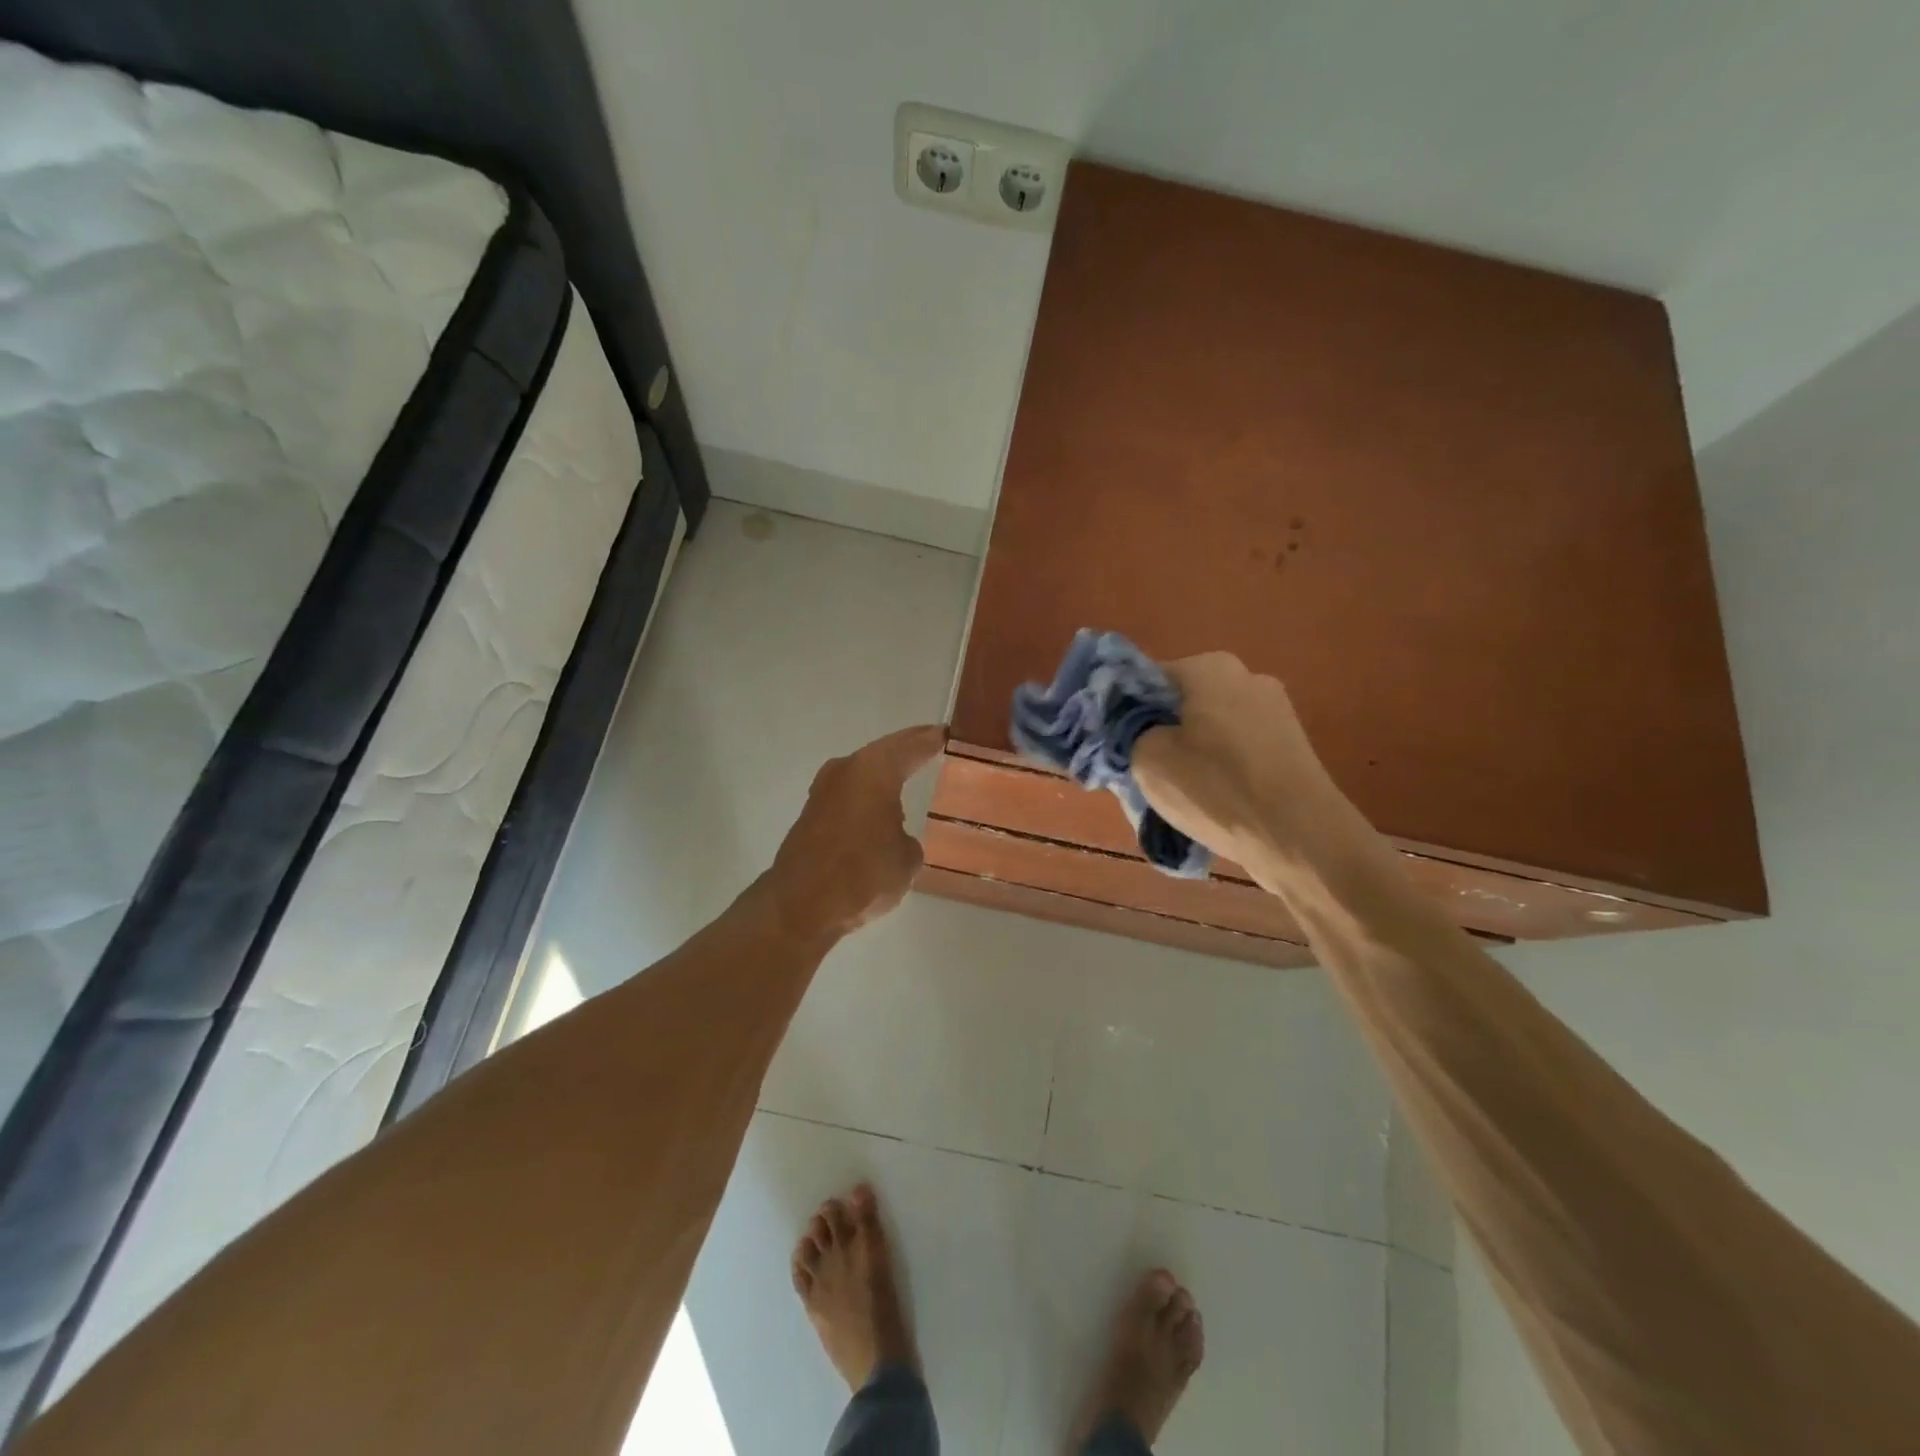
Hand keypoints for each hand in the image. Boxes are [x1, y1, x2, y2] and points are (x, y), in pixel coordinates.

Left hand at [766, 724, 946, 939]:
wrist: (801, 905)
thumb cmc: (863, 874)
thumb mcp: (907, 859)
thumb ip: (907, 839)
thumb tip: (894, 838)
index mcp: (875, 770)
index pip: (912, 746)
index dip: (931, 739)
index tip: (947, 732)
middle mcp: (847, 770)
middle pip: (884, 751)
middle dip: (907, 747)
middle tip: (932, 741)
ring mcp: (824, 790)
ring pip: (864, 771)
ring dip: (884, 770)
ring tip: (910, 770)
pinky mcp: (812, 813)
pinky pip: (850, 792)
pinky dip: (868, 792)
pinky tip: (881, 803)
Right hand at [1131, 652, 1340, 863]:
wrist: (1303, 839)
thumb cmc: (1216, 789)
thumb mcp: (1147, 759)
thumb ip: (1128, 731)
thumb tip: (1134, 726)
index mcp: (1210, 667)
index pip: (1145, 678)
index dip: (1122, 711)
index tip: (1113, 746)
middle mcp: (1246, 677)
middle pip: (1180, 701)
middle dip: (1156, 731)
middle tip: (1138, 770)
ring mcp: (1275, 711)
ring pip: (1208, 726)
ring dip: (1186, 752)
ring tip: (1174, 792)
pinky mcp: (1290, 746)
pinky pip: (1236, 748)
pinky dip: (1216, 767)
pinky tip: (1210, 800)